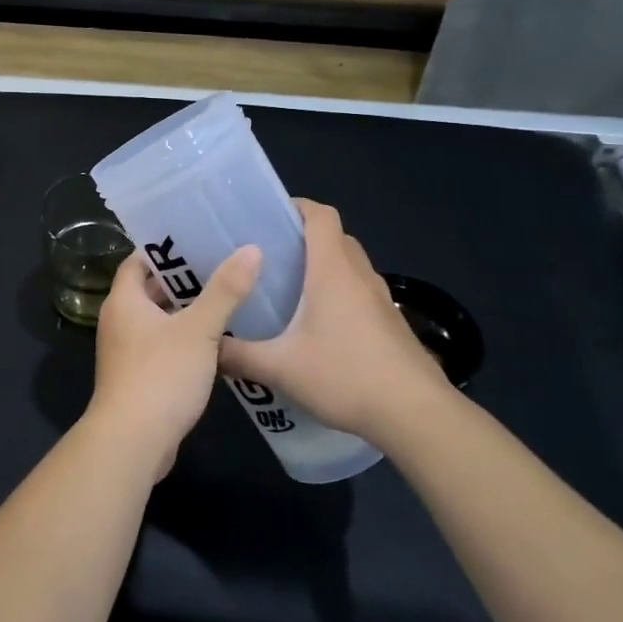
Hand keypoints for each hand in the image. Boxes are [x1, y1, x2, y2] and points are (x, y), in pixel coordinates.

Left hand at [87, 245, 261, 477]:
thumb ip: (225, 291)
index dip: (163, 249)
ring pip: (156, 321)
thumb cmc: (161, 375)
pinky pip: (160, 347)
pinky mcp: (137, 378)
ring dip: (184, 312)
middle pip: (148, 290)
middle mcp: (118, 322)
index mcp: (124, 301)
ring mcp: (125, 352)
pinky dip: (182, 340)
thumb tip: (251, 250)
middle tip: (219, 266)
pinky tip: (215, 342)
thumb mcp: (199, 329)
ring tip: (224, 299)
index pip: (138, 261)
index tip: (195, 239)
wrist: (133, 441)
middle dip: (180, 280)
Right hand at [218, 199, 451, 446]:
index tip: (267, 215)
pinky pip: (359, 292)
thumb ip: (238, 355)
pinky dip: (337, 294)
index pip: (320, 215)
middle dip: (302, 238)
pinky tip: (316, 327)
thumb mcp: (280, 368)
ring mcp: (380, 300)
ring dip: (322, 267)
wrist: (416, 415)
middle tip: (267, 256)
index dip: (296, 206)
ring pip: (349, 266)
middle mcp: (359, 275)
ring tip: (286, 290)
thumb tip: (206, 348)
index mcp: (332, 270)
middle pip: (334, 237)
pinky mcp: (390, 324)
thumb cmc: (346, 376)